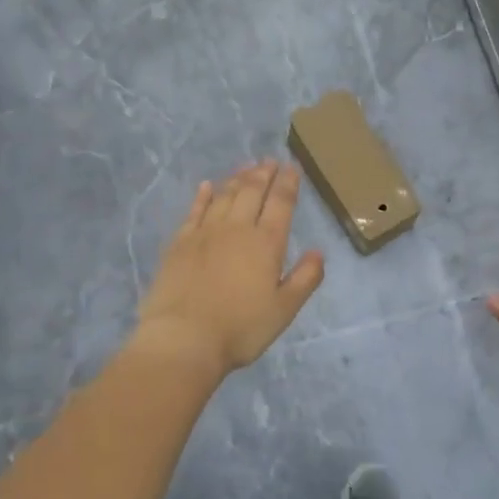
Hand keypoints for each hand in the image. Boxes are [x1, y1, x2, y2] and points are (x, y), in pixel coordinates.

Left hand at [135, 160, 324, 377]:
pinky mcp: (180, 242)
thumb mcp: (284, 310)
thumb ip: (304, 279)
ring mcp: (205, 232)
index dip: (288, 183)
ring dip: (237, 178)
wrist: (183, 338)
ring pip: (225, 196)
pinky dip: (203, 195)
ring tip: (246, 167)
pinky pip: (194, 210)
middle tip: (269, 160)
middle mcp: (237, 229)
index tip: (292, 167)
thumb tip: (318, 252)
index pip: (280, 203)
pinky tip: (207, 186)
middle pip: (252, 192)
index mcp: (266, 243)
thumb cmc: (240, 329)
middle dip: (263, 173)